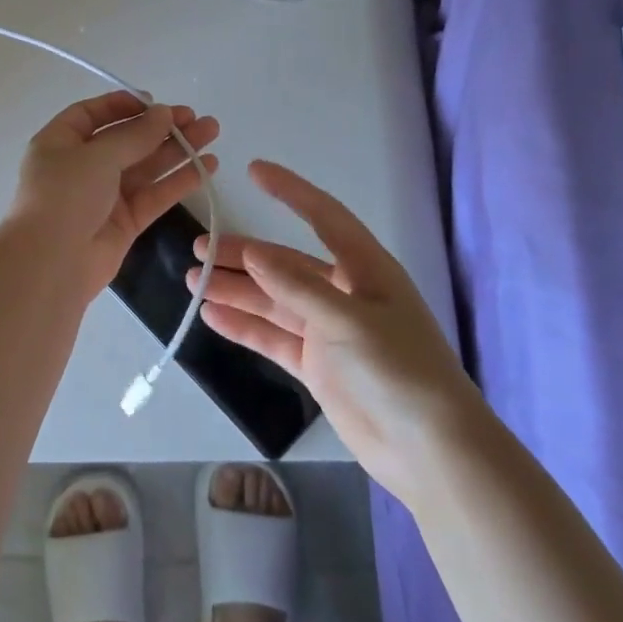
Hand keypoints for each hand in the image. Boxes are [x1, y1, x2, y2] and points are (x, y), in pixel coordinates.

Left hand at [7, 91, 219, 300]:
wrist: (51, 264)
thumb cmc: (65, 195)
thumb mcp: (98, 155)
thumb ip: (135, 135)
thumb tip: (164, 113)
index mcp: (60, 142)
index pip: (92, 115)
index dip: (123, 105)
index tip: (156, 102)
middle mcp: (81, 166)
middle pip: (126, 139)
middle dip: (161, 127)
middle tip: (197, 118)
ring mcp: (104, 196)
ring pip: (145, 167)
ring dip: (177, 149)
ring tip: (212, 132)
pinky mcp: (124, 222)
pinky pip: (154, 195)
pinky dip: (179, 181)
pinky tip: (207, 167)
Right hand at [191, 160, 474, 494]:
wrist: (430, 451)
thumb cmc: (398, 370)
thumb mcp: (347, 320)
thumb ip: (296, 287)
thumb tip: (253, 253)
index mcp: (365, 269)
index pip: (323, 216)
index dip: (290, 191)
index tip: (253, 170)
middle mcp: (344, 293)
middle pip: (285, 263)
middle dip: (243, 255)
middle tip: (198, 248)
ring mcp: (329, 331)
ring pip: (273, 301)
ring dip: (236, 291)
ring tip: (193, 281)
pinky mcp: (317, 365)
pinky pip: (273, 337)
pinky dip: (244, 327)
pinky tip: (212, 317)